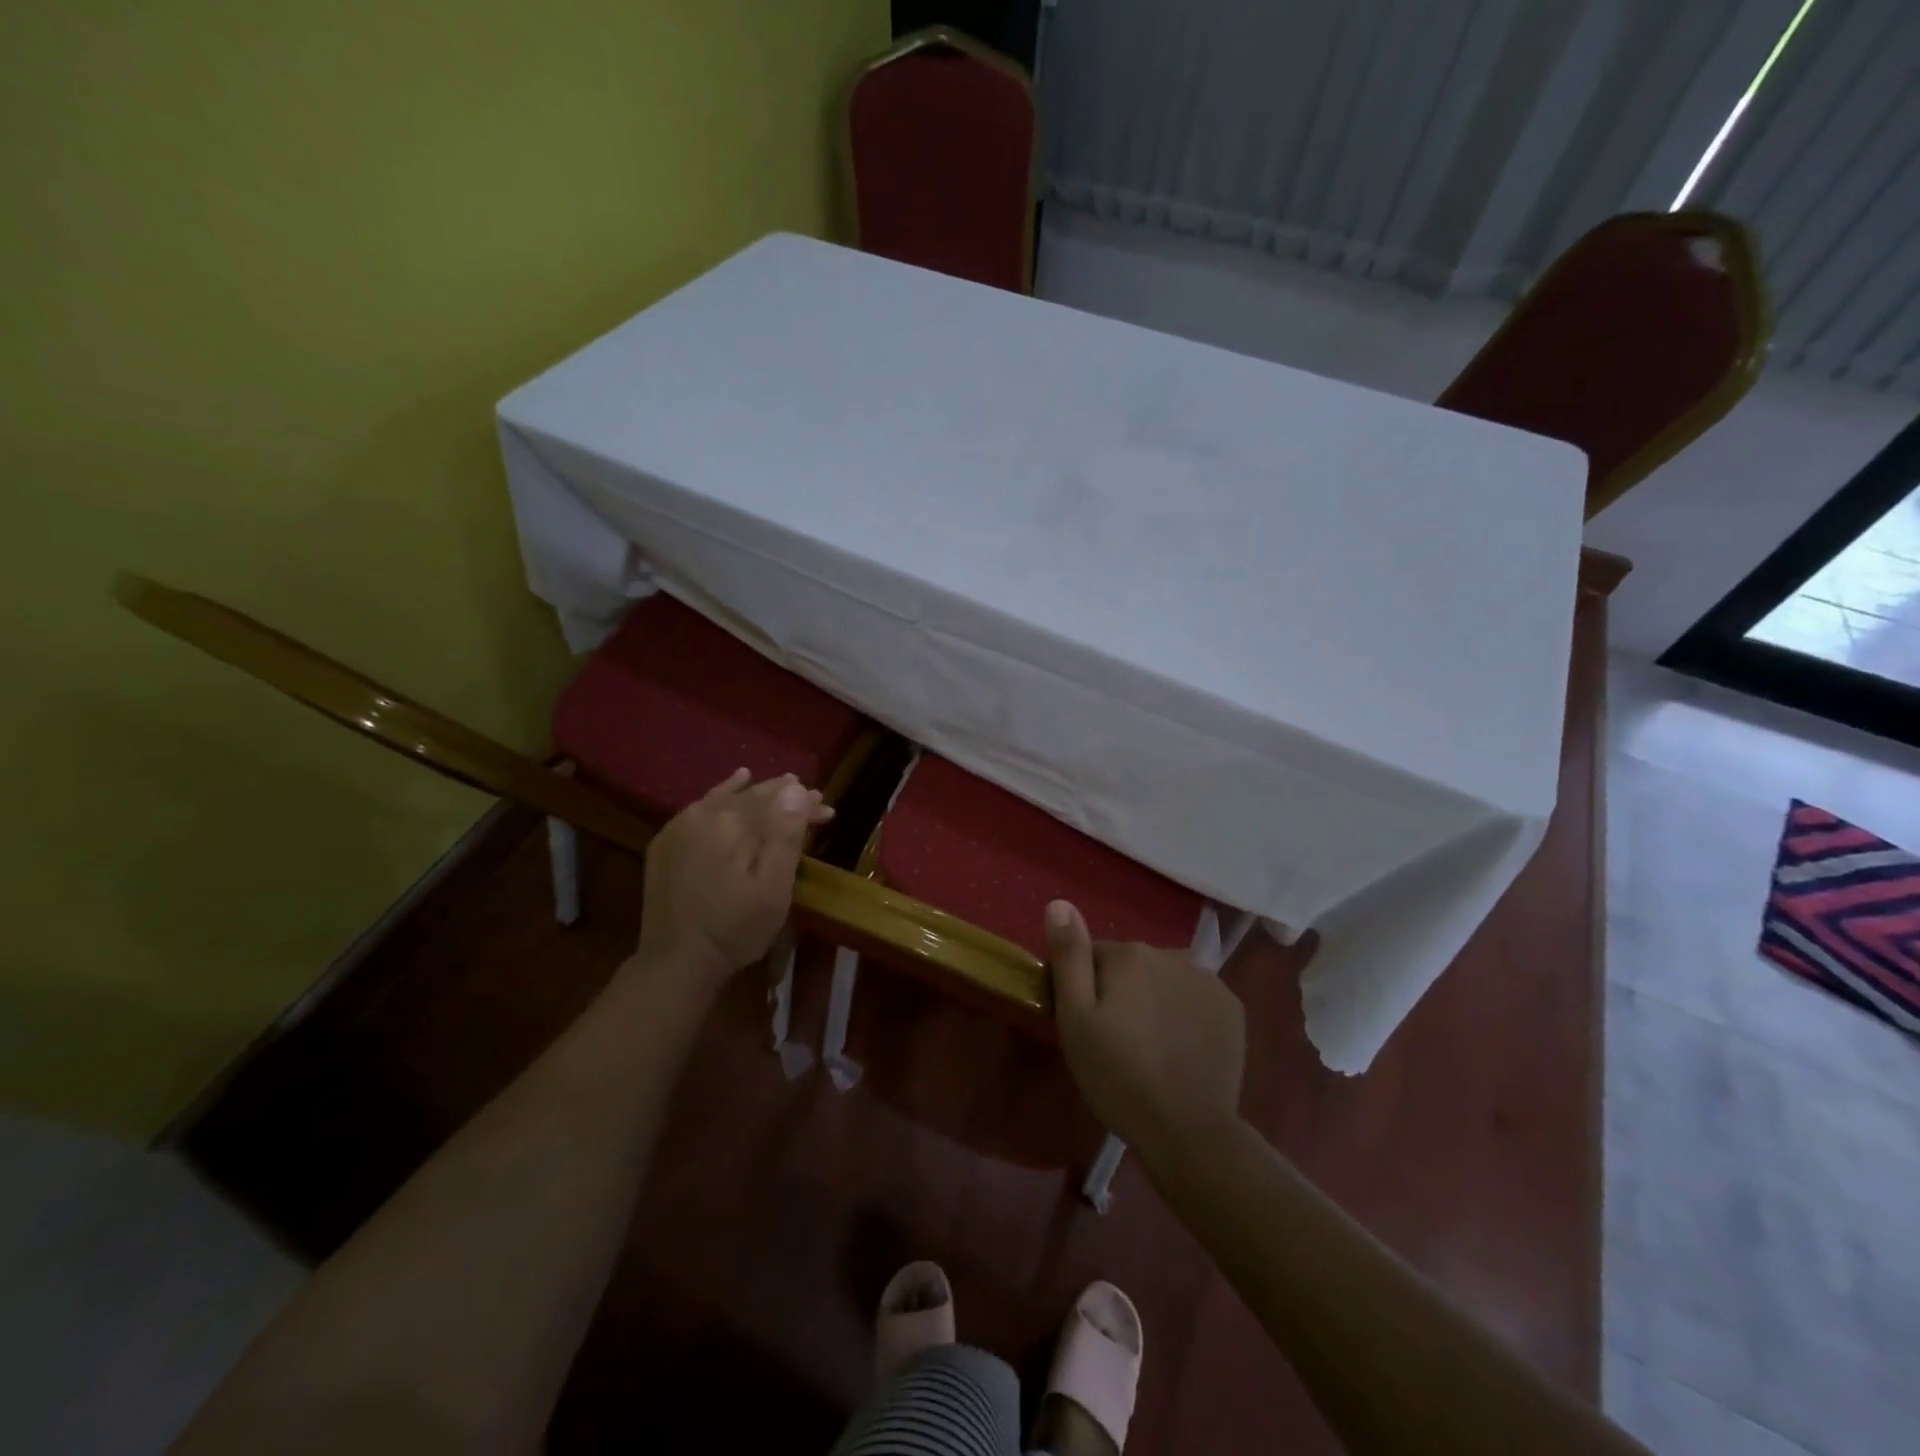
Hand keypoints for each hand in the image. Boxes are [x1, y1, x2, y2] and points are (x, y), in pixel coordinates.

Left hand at [634, 769, 833, 987]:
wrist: (674, 963)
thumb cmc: (734, 930)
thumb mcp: (773, 890)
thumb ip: (784, 836)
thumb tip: (794, 789)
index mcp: (731, 824)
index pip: (776, 801)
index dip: (805, 803)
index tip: (828, 810)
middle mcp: (704, 814)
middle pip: (753, 796)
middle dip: (787, 798)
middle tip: (817, 800)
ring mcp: (681, 825)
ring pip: (729, 797)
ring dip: (760, 793)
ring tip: (785, 784)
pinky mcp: (668, 841)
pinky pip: (703, 805)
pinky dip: (724, 792)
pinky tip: (738, 781)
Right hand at [1046, 900, 1245, 1157]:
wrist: (1187, 1131)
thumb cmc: (1118, 1076)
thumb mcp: (1076, 1019)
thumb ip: (1069, 957)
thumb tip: (1060, 903)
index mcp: (1130, 955)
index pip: (1094, 956)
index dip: (1086, 989)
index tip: (1087, 1025)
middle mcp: (1171, 954)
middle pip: (1132, 965)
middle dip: (1122, 992)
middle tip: (1117, 1041)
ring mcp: (1208, 980)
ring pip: (1165, 979)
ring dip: (1154, 999)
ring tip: (1151, 1047)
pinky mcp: (1232, 1008)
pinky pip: (1196, 997)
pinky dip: (1185, 1012)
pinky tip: (1181, 1047)